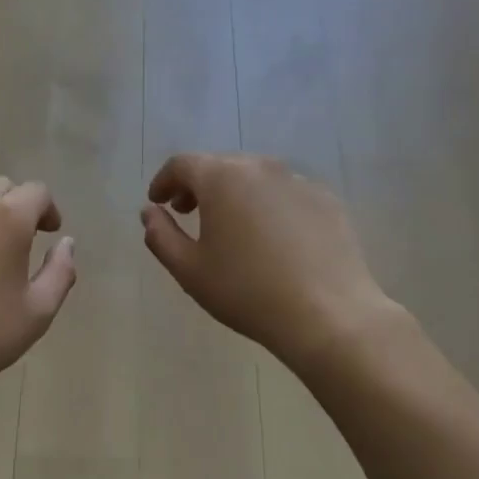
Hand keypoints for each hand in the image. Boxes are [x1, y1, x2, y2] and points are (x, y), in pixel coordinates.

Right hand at [140, 153, 393, 370]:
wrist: (329, 315)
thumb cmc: (247, 291)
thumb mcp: (190, 270)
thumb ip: (160, 236)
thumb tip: (150, 212)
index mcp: (222, 178)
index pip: (182, 164)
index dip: (164, 180)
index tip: (157, 202)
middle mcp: (261, 167)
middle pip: (220, 166)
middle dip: (198, 186)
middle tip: (188, 212)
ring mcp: (298, 181)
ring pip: (255, 177)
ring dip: (234, 194)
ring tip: (230, 226)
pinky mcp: (326, 200)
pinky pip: (286, 194)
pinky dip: (269, 205)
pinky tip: (272, 239)